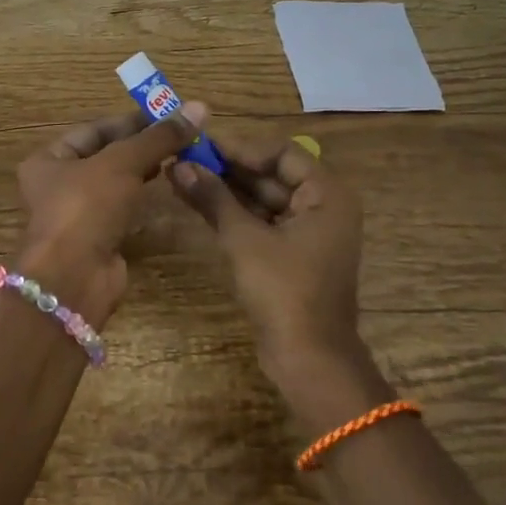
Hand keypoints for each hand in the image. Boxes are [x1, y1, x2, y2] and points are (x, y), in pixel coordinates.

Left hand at [14, 103, 209, 326]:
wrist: (74, 278)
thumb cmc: (86, 207)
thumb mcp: (122, 163)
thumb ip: (158, 137)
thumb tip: (198, 107)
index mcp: (49, 159)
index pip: (95, 129)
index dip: (132, 120)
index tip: (169, 113)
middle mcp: (58, 184)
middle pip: (106, 155)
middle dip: (142, 144)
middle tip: (181, 134)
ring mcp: (78, 214)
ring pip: (116, 183)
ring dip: (144, 169)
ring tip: (179, 155)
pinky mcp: (98, 238)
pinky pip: (122, 208)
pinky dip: (142, 196)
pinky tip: (166, 185)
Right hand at [169, 128, 380, 393]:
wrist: (309, 359)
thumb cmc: (284, 291)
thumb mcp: (244, 239)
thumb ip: (213, 197)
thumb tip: (179, 164)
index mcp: (326, 195)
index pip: (281, 153)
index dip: (240, 147)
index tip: (201, 144)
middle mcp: (322, 207)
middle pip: (271, 174)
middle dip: (228, 168)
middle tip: (184, 158)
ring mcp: (307, 233)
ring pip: (263, 199)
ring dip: (226, 190)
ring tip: (182, 177)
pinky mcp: (291, 255)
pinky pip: (261, 221)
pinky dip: (233, 213)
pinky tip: (198, 203)